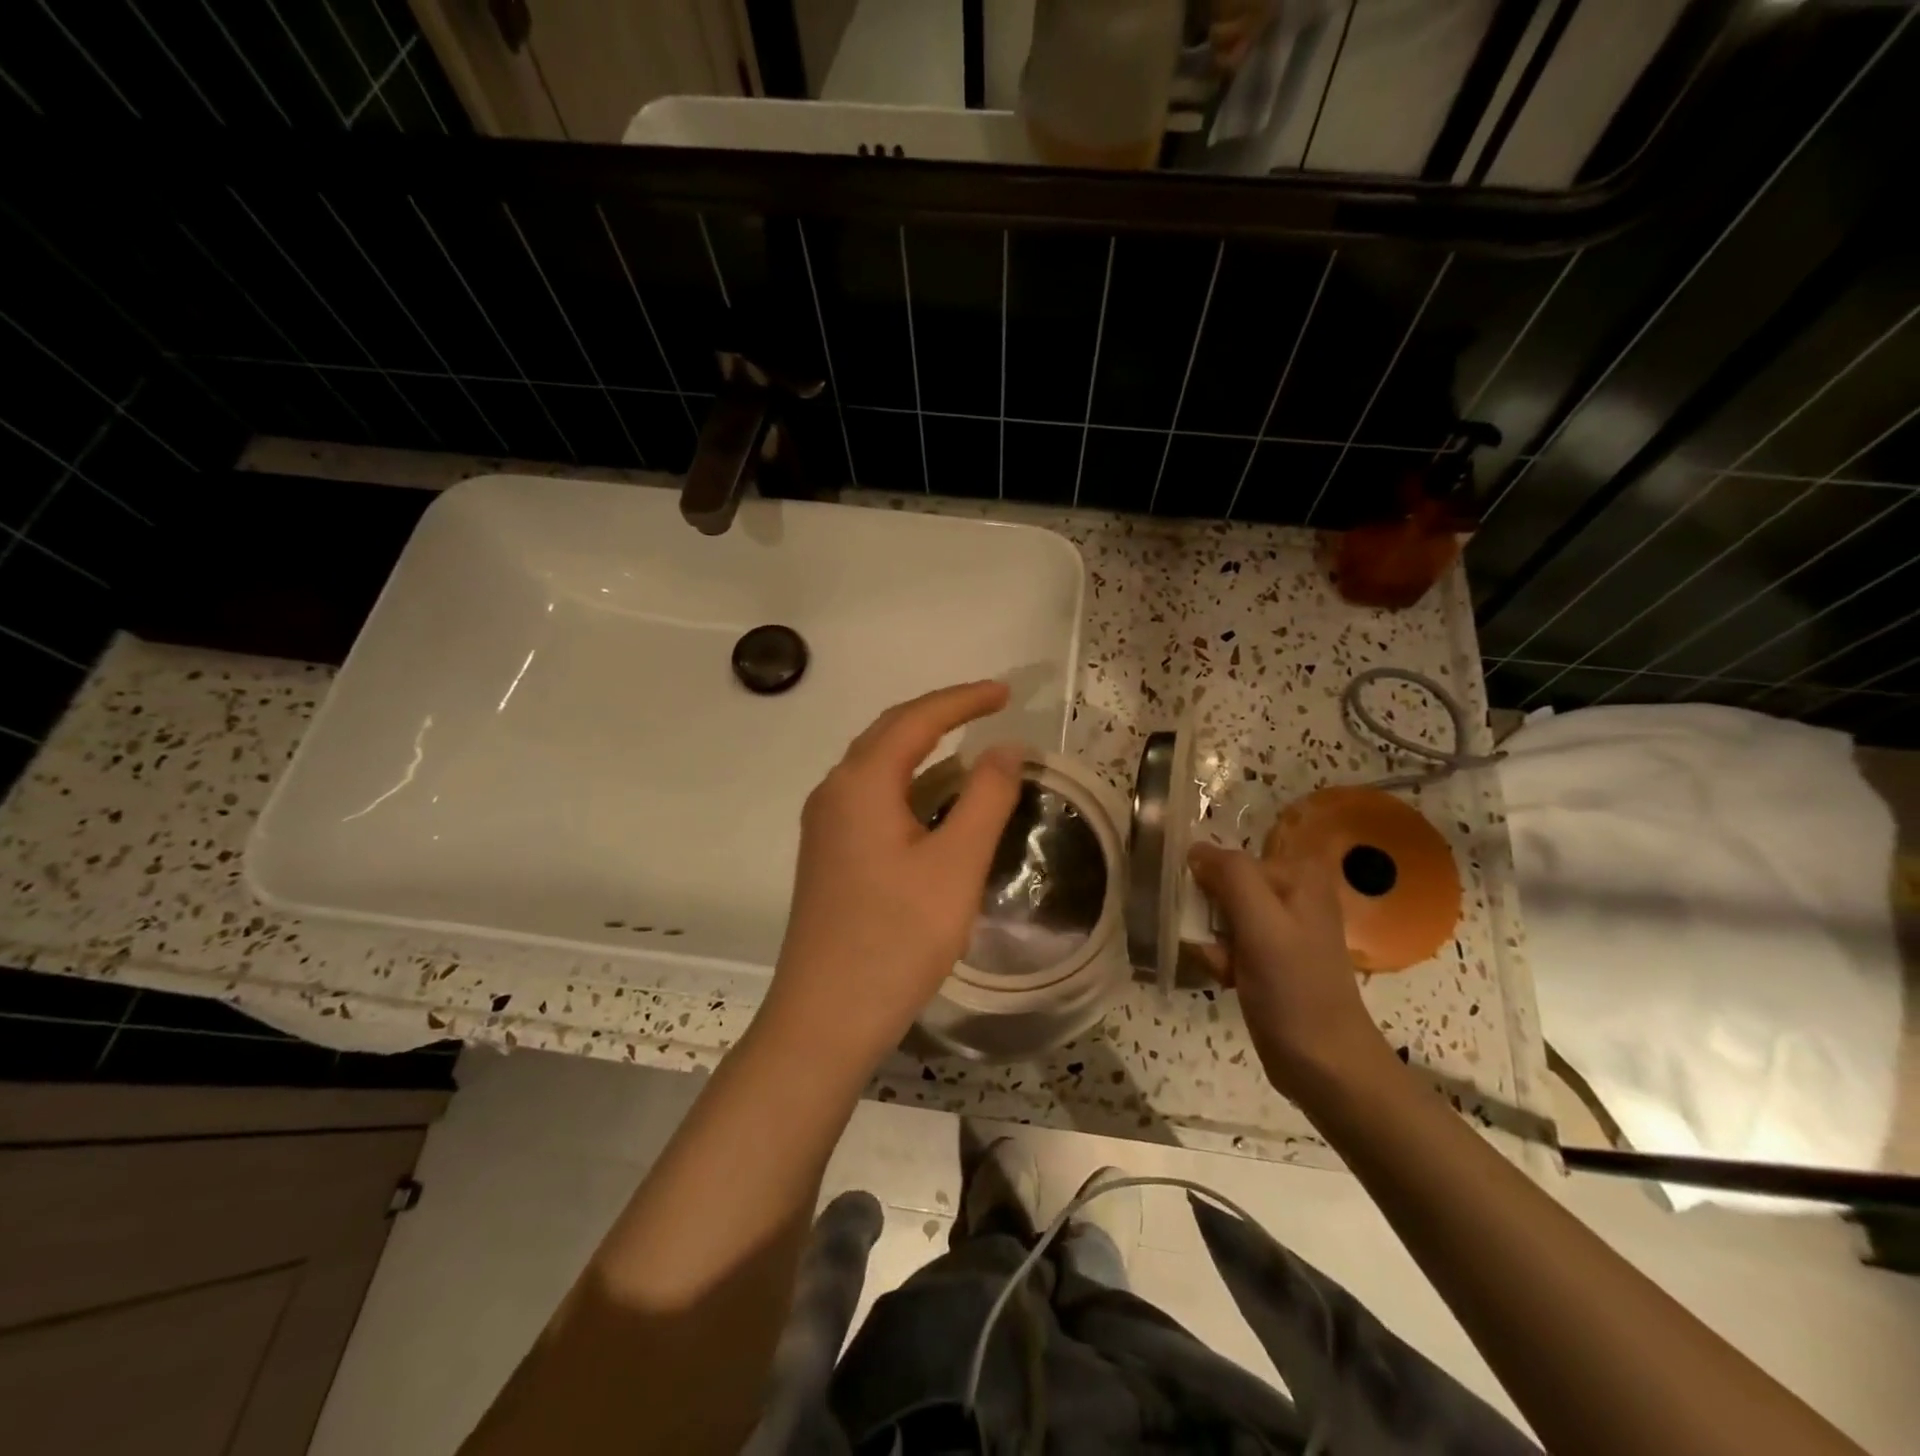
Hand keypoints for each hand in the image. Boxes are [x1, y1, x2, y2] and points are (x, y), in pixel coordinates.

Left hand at [758, 682, 1025, 1074]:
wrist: (826, 1017)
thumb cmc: (896, 938)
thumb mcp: (956, 864)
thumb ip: (986, 797)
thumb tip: (1007, 747)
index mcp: (861, 783)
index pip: (916, 719)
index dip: (963, 700)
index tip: (1006, 692)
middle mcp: (834, 792)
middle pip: (890, 734)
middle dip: (941, 715)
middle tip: (990, 708)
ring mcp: (826, 825)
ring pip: (879, 768)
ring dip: (925, 752)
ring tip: (972, 750)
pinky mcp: (829, 854)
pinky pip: (873, 799)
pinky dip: (910, 787)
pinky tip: (938, 805)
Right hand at [1187, 840, 1390, 1099]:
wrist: (1324, 1064)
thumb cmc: (1294, 989)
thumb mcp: (1262, 924)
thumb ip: (1231, 876)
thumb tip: (1195, 847)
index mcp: (1298, 874)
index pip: (1230, 858)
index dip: (1210, 885)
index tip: (1209, 917)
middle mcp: (1291, 891)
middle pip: (1223, 885)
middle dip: (1210, 918)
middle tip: (1223, 949)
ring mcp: (1280, 924)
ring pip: (1219, 915)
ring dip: (1212, 942)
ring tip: (1228, 970)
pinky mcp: (1269, 953)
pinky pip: (1226, 940)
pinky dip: (1221, 959)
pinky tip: (1230, 980)